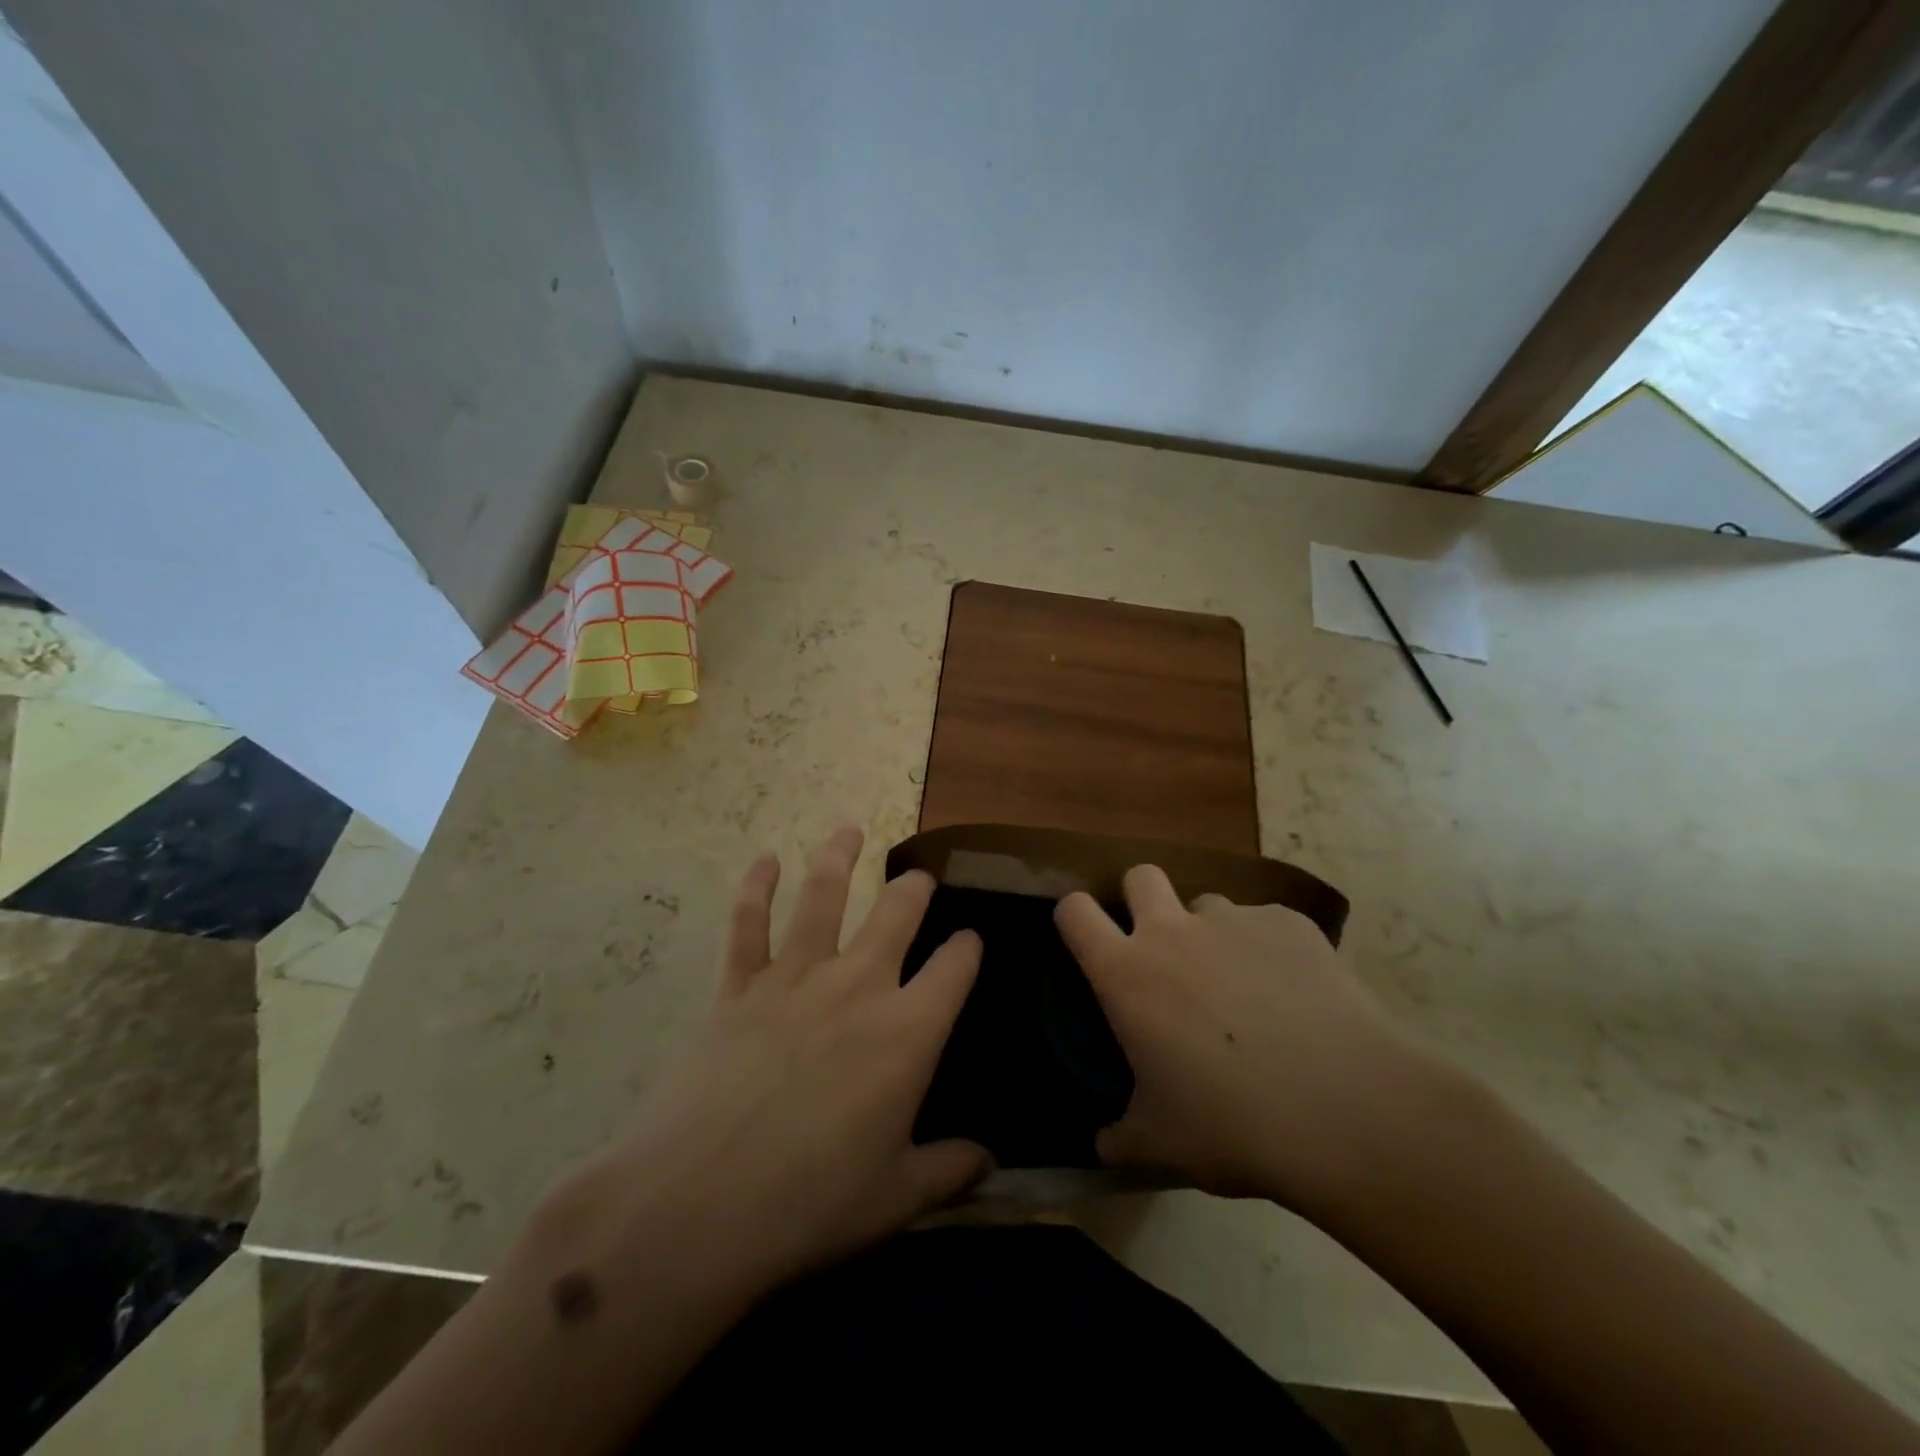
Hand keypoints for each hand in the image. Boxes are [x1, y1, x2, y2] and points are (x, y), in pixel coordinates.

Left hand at [548, 826, 991, 1309]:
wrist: (700, 1204)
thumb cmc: (811, 1204)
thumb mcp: (895, 1197)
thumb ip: (949, 1171)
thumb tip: (989, 1161)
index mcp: (908, 1031)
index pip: (955, 968)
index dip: (968, 948)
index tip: (970, 941)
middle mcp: (858, 985)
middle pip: (897, 913)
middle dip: (914, 889)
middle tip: (919, 878)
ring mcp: (795, 978)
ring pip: (823, 897)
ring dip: (838, 858)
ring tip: (849, 829)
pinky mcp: (738, 986)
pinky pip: (748, 925)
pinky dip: (755, 888)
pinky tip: (764, 860)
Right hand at [1055, 866, 1434, 1209]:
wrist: (1346, 1109)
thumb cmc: (1233, 1125)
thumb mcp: (1163, 1145)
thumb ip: (1122, 1139)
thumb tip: (1103, 1147)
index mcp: (1127, 974)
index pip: (1074, 912)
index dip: (1074, 917)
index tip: (1086, 937)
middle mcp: (1172, 931)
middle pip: (1140, 875)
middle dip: (1142, 898)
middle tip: (1163, 948)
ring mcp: (1234, 920)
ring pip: (1209, 903)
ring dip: (1213, 933)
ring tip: (1245, 988)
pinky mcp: (1291, 924)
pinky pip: (1268, 923)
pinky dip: (1272, 950)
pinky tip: (1300, 997)